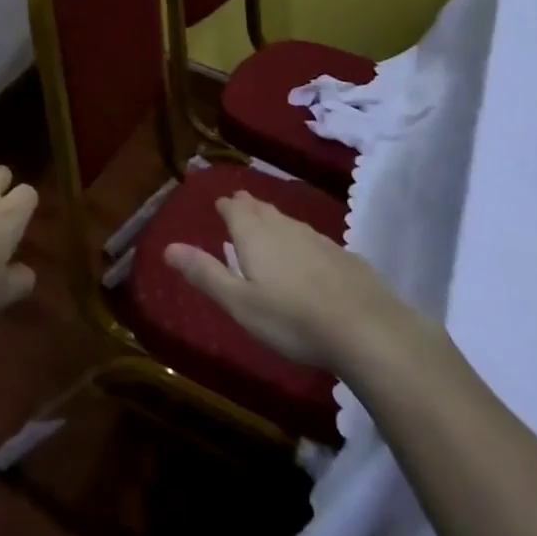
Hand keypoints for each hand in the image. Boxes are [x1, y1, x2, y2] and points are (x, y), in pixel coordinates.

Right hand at [165, 191, 434, 378]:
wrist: (369, 330)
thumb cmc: (292, 319)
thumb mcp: (239, 303)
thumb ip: (204, 273)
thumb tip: (168, 247)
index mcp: (254, 234)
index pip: (234, 207)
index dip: (225, 206)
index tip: (219, 206)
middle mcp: (284, 227)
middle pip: (262, 208)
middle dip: (248, 207)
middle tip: (239, 209)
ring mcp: (318, 239)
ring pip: (289, 221)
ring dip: (274, 222)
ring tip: (268, 229)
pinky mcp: (345, 256)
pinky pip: (313, 239)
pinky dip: (301, 241)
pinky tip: (307, 258)